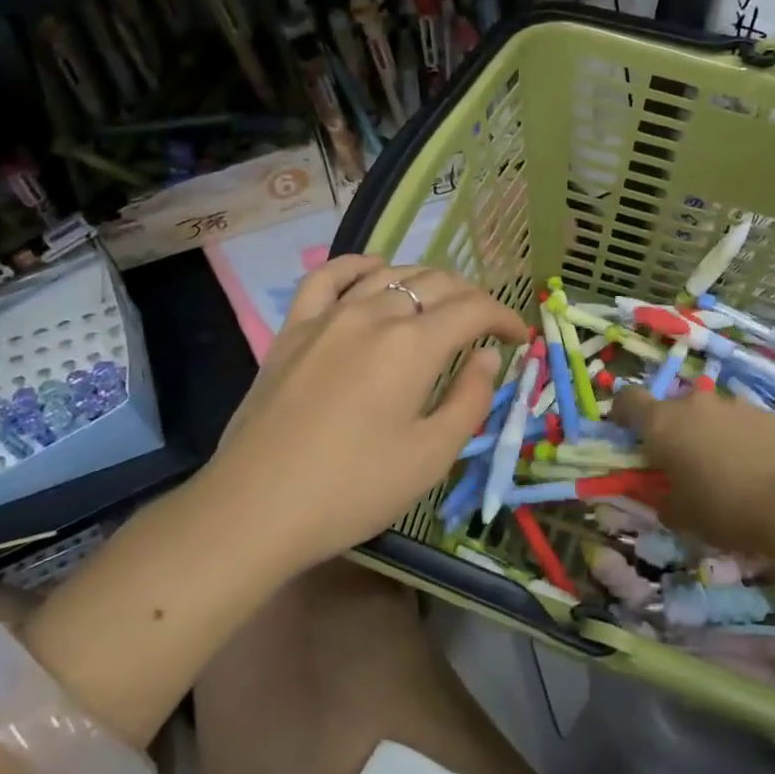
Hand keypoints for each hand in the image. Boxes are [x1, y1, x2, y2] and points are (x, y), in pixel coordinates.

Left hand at [207, 256, 528, 569]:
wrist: (255, 507)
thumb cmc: (353, 489)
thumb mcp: (430, 457)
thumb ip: (469, 399)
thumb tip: (487, 356)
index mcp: (413, 345)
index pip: (473, 309)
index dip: (504, 316)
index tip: (519, 336)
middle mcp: (374, 314)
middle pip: (435, 284)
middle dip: (471, 298)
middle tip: (485, 326)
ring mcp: (328, 316)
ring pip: (388, 275)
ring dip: (425, 282)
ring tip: (441, 303)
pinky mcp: (293, 329)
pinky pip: (327, 277)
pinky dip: (358, 266)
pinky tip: (373, 269)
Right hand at [612, 386, 774, 556]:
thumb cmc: (724, 509)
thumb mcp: (680, 515)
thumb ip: (659, 498)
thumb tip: (659, 493)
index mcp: (661, 423)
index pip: (627, 399)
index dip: (622, 413)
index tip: (626, 434)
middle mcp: (692, 403)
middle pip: (671, 408)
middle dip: (672, 430)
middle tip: (682, 463)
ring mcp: (730, 403)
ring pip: (707, 413)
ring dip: (706, 432)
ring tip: (724, 468)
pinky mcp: (763, 412)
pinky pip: (738, 421)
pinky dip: (737, 437)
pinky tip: (753, 467)